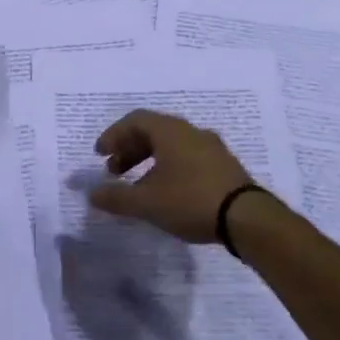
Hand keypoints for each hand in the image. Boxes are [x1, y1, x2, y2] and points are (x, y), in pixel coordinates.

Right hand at [88, 110, 256, 243]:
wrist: (248, 218)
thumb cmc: (190, 200)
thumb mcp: (146, 202)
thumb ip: (116, 197)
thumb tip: (91, 194)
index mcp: (170, 131)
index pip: (135, 120)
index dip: (113, 135)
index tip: (99, 155)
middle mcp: (191, 132)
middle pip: (152, 131)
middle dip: (129, 149)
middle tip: (114, 171)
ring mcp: (211, 148)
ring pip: (171, 145)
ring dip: (148, 159)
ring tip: (138, 184)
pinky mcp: (224, 166)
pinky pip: (187, 157)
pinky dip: (168, 167)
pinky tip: (166, 191)